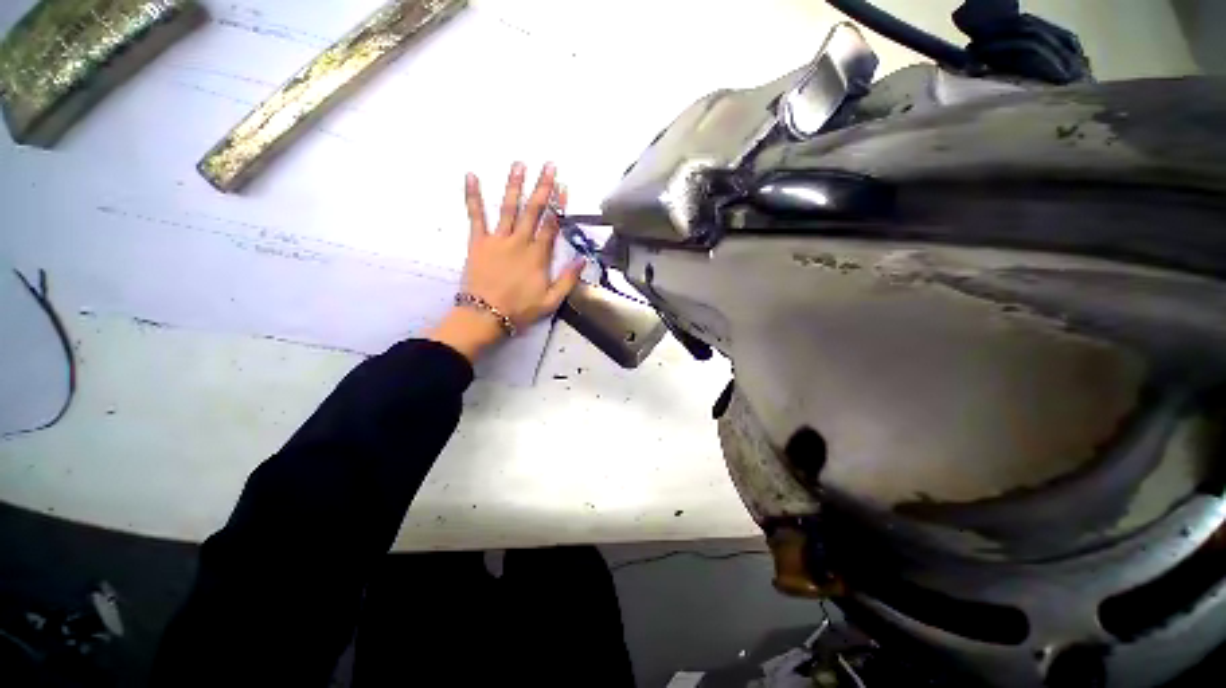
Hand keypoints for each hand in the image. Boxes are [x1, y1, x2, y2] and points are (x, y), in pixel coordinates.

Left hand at [427, 162, 583, 361]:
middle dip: (542, 187)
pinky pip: (475, 215)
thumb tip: (582, 259)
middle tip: (548, 165)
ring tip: (519, 164)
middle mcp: (520, 242)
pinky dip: (473, 196)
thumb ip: (568, 279)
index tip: (563, 185)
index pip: (551, 224)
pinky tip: (471, 175)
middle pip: (533, 210)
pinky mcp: (478, 242)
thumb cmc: (521, 309)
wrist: (486, 316)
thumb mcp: (551, 300)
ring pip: (508, 207)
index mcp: (538, 256)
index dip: (558, 204)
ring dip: (514, 185)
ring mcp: (498, 239)